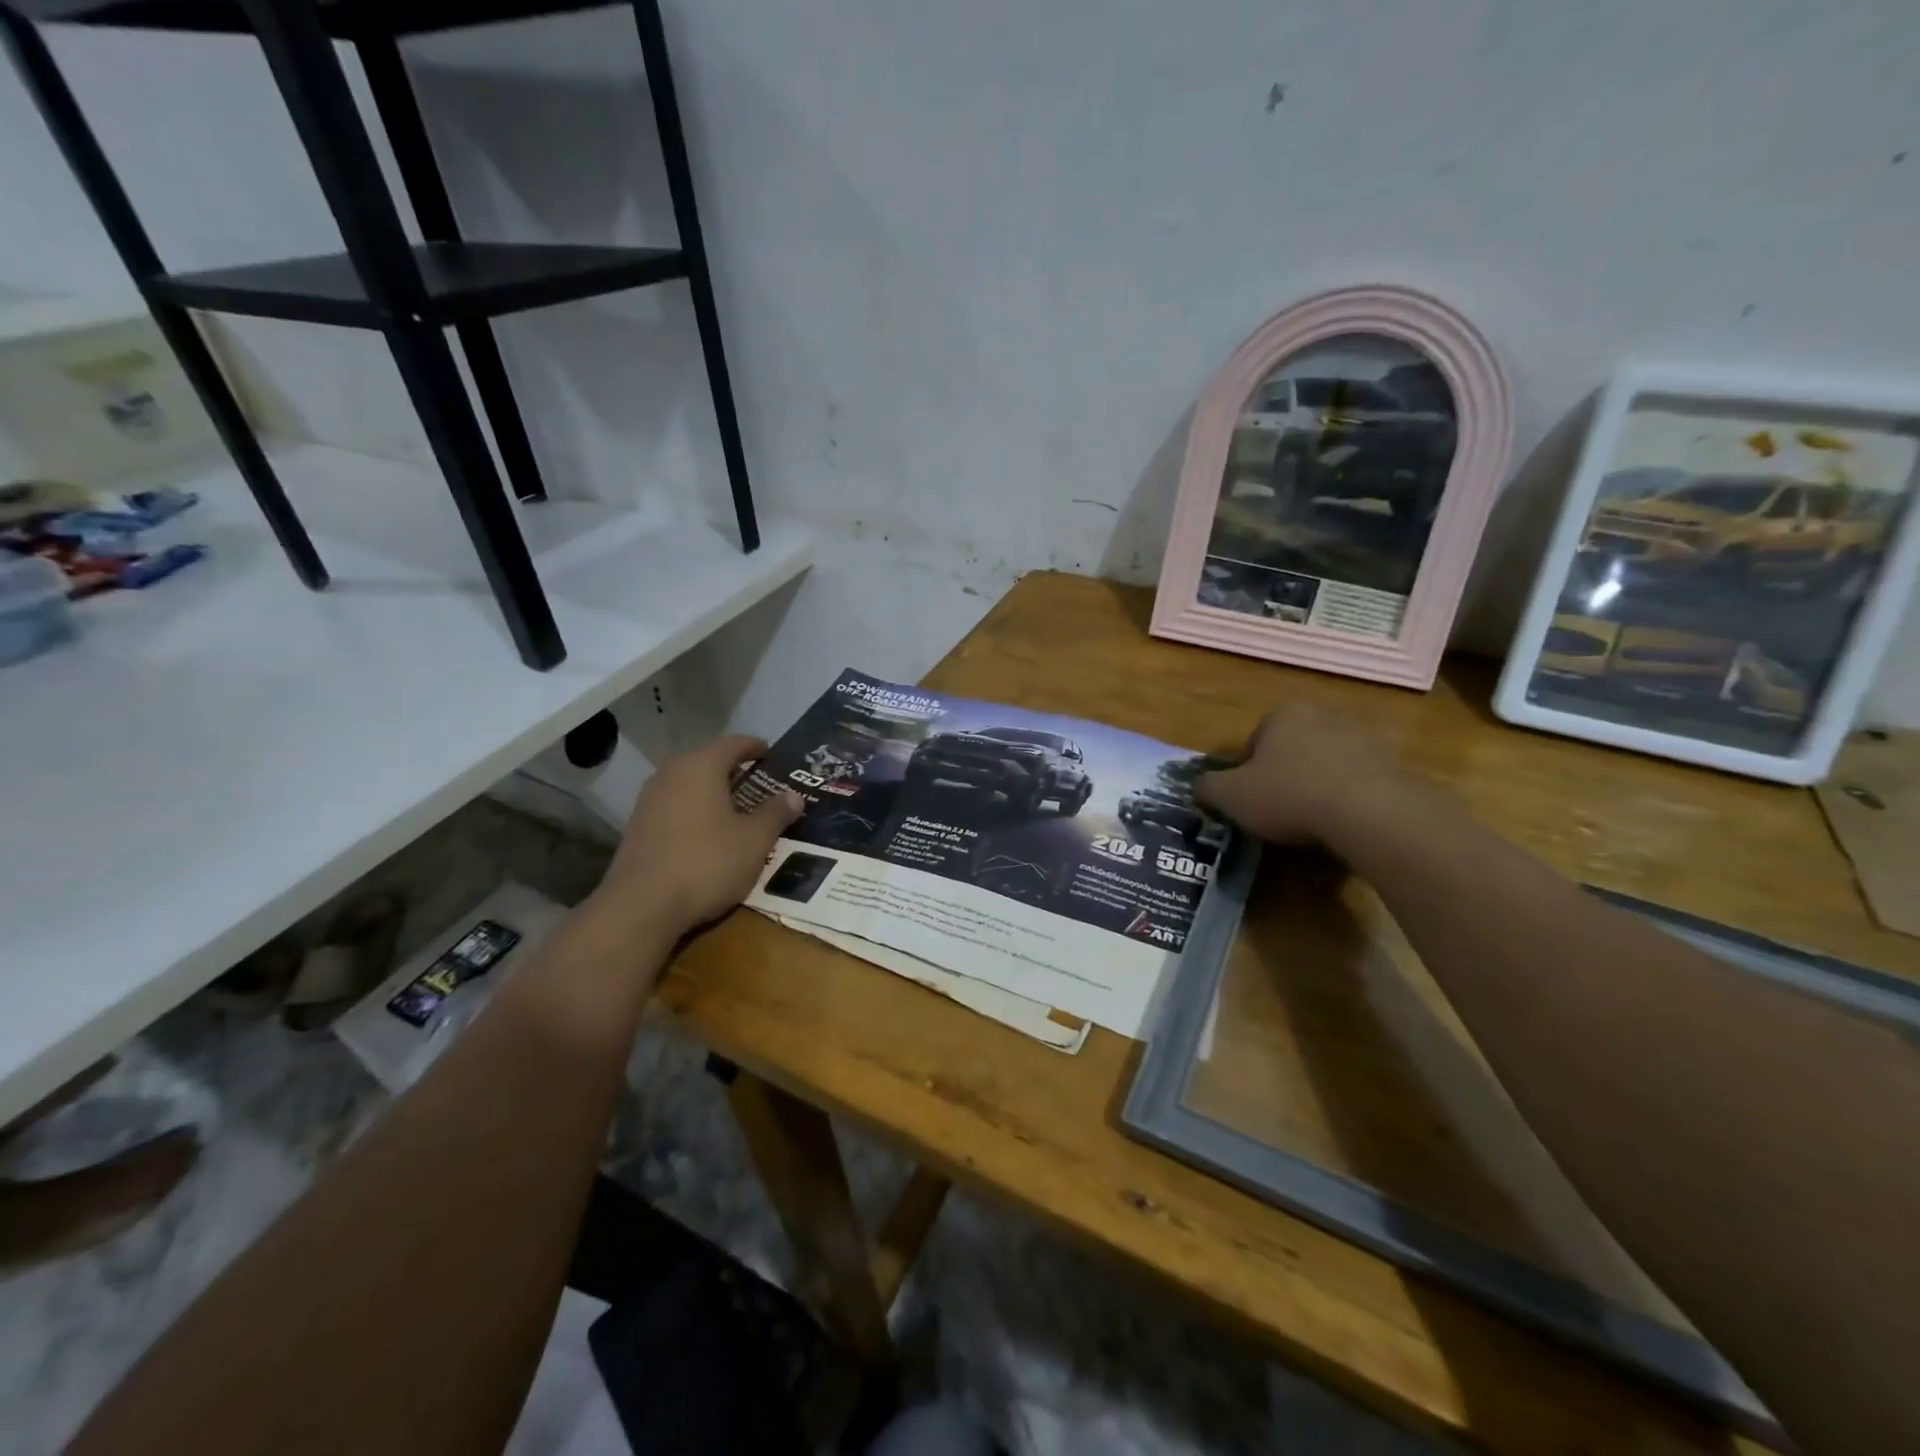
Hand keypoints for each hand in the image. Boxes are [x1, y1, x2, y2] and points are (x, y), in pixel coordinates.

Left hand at [593, 735, 802, 939]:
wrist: (641, 906)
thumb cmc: (707, 863)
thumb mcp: (754, 841)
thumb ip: (775, 814)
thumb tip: (793, 795)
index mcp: (701, 766)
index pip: (734, 743)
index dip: (757, 747)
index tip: (773, 755)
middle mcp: (671, 773)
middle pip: (709, 762)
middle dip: (736, 772)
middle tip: (763, 787)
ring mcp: (649, 799)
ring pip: (690, 785)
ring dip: (714, 794)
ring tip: (739, 811)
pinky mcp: (638, 826)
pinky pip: (676, 807)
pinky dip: (696, 812)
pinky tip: (710, 834)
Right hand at [1195, 704, 1404, 843]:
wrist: (1369, 813)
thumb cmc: (1288, 795)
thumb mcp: (1230, 796)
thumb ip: (1207, 787)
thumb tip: (1196, 786)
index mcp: (1283, 713)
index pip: (1254, 740)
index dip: (1246, 772)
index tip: (1249, 799)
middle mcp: (1324, 714)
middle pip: (1292, 748)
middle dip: (1283, 775)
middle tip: (1277, 810)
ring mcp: (1363, 736)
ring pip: (1326, 764)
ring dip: (1316, 786)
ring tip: (1310, 822)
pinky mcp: (1393, 763)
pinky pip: (1358, 781)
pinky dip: (1347, 799)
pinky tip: (1341, 824)